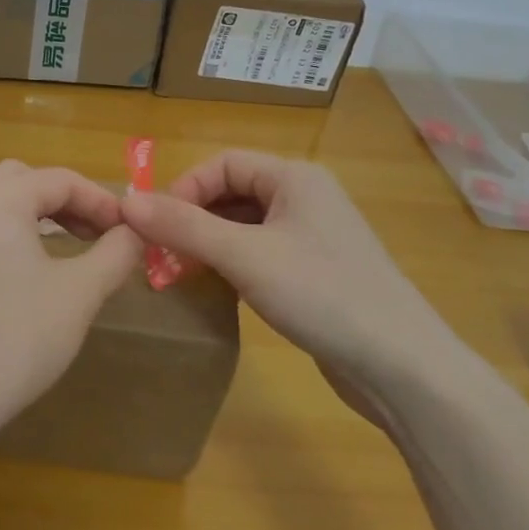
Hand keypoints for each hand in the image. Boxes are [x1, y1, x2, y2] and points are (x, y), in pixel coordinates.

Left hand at [0, 160, 143, 444]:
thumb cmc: (17, 340)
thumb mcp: (81, 294)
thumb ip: (115, 254)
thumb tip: (133, 232)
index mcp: (2, 198)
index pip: (61, 181)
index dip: (99, 200)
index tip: (124, 231)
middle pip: (13, 179)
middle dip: (54, 200)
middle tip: (85, 237)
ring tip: (17, 230)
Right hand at [120, 151, 453, 378]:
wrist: (401, 366)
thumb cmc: (322, 294)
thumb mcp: (244, 256)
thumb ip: (184, 226)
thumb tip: (127, 202)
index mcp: (295, 177)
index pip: (224, 163)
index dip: (184, 188)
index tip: (154, 227)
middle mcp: (306, 197)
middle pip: (234, 192)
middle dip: (194, 217)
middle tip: (161, 253)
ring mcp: (314, 236)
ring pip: (246, 225)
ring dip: (211, 242)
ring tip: (181, 271)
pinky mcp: (317, 271)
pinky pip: (262, 252)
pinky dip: (234, 263)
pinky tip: (219, 288)